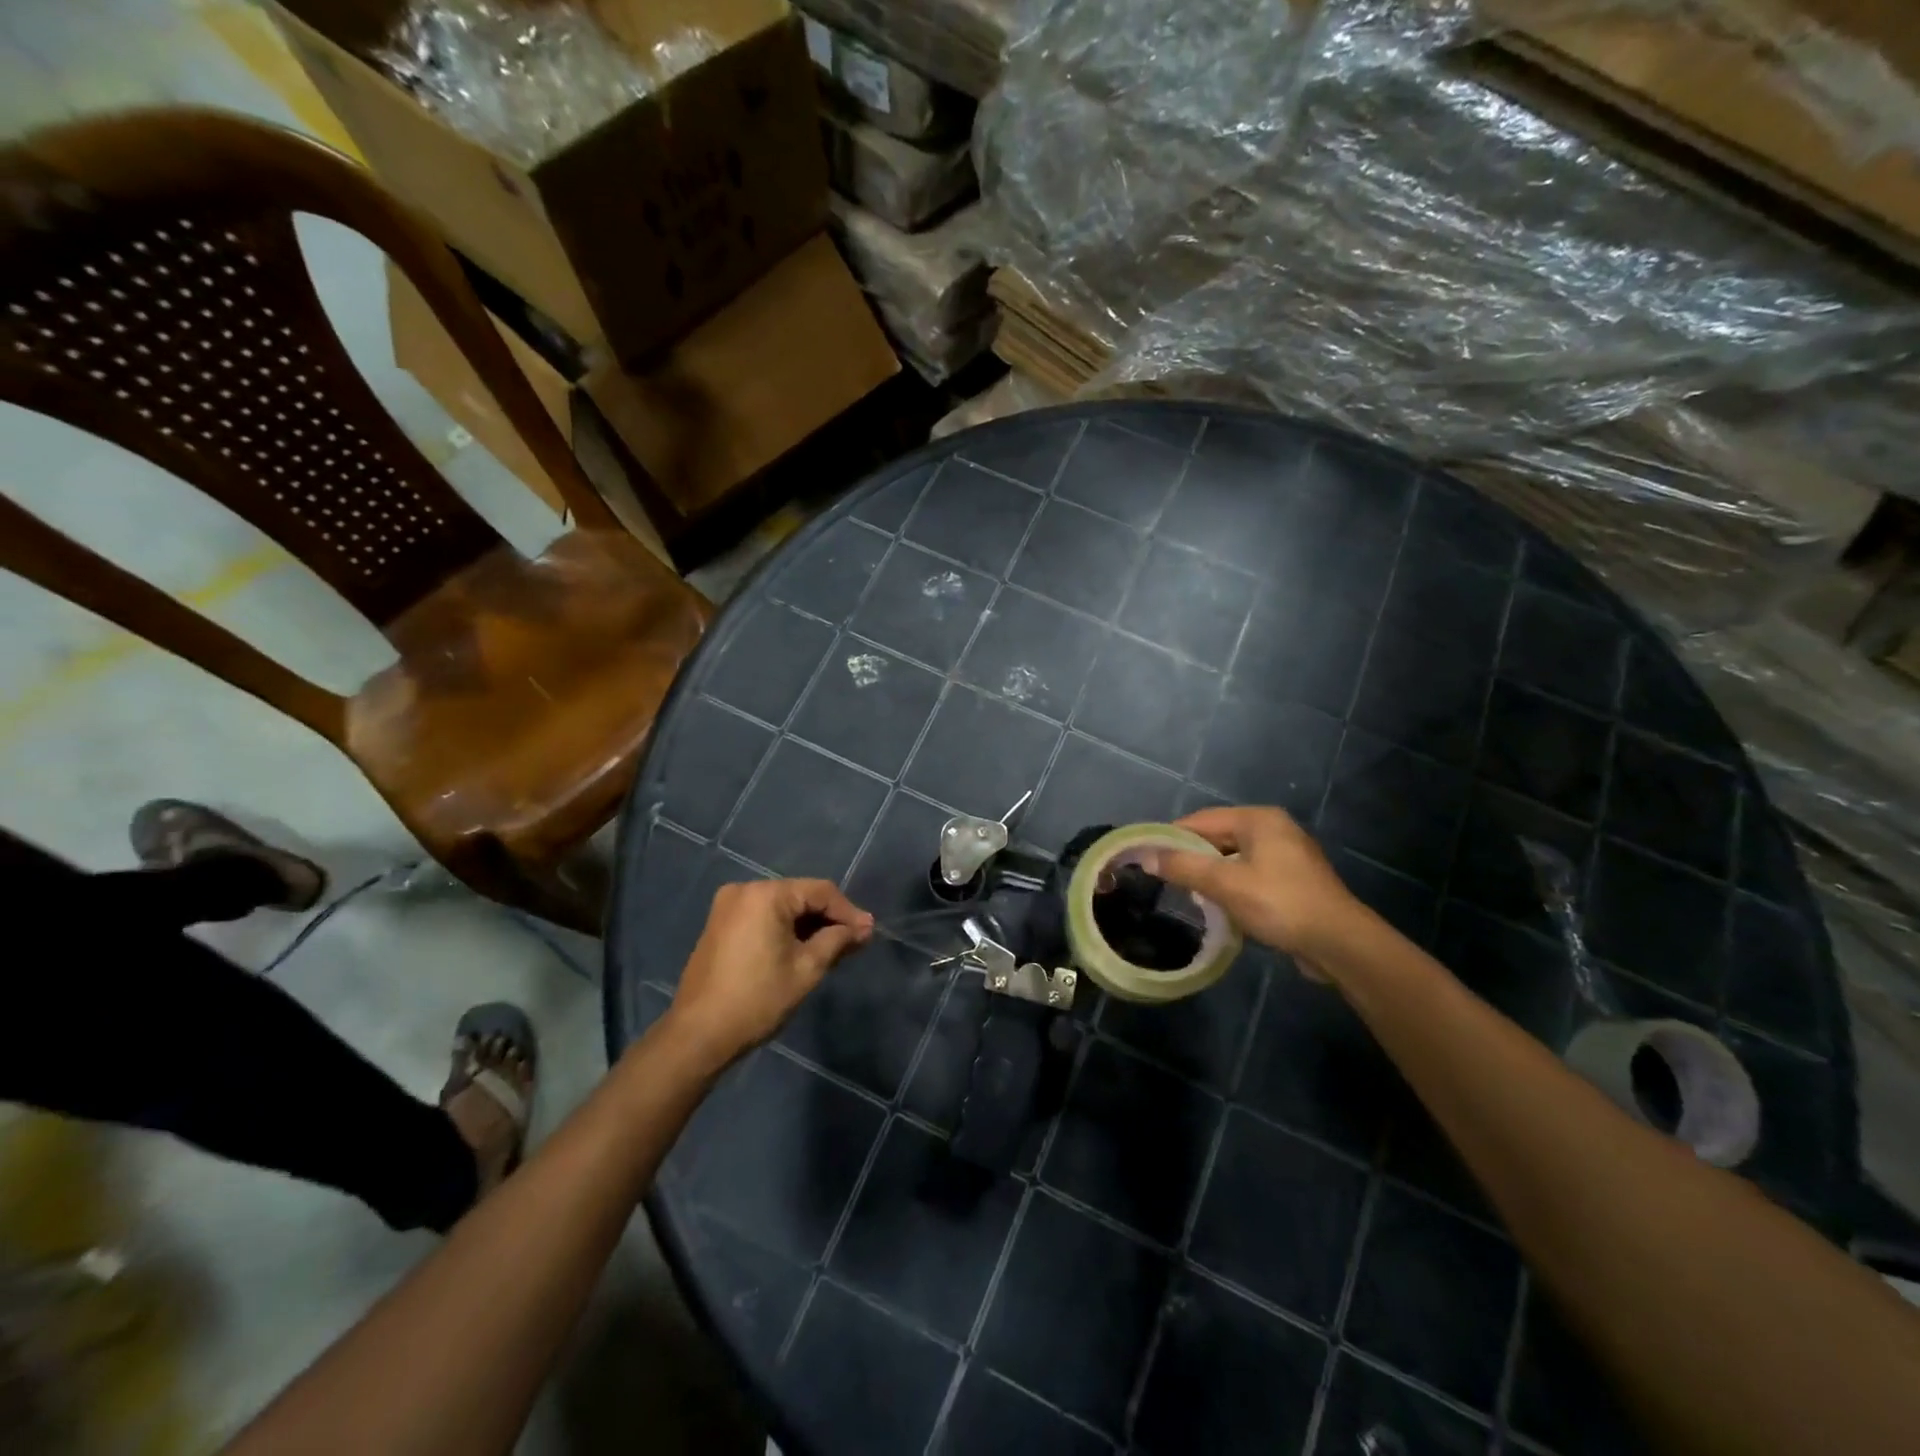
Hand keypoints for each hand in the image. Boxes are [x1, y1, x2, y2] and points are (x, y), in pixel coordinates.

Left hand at [668, 879, 873, 1063]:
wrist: (698, 1035)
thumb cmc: (757, 999)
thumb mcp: (807, 969)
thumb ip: (838, 940)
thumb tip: (864, 927)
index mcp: (766, 894)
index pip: (820, 891)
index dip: (848, 912)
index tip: (868, 934)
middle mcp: (745, 890)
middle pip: (800, 896)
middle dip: (828, 919)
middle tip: (854, 943)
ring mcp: (727, 906)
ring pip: (782, 907)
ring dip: (807, 926)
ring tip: (832, 949)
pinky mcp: (719, 924)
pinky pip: (762, 917)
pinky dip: (784, 930)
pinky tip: (801, 950)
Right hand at [1142, 806, 1360, 966]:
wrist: (1340, 944)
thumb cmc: (1279, 903)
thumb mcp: (1224, 883)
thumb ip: (1182, 866)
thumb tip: (1144, 856)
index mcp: (1259, 819)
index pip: (1201, 820)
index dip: (1170, 837)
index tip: (1145, 856)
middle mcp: (1274, 829)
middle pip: (1217, 837)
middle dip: (1191, 858)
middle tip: (1165, 880)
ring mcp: (1287, 855)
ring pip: (1233, 858)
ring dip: (1211, 876)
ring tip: (1190, 896)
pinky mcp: (1293, 881)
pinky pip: (1250, 875)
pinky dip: (1232, 887)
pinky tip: (1221, 908)